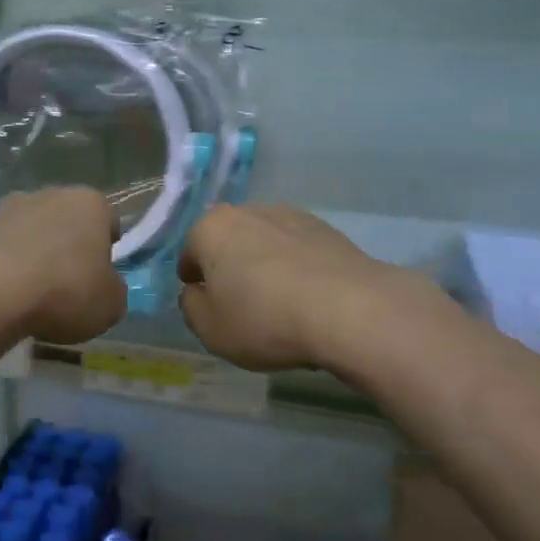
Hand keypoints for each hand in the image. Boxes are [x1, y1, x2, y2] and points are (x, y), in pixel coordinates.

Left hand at [0, 188, 127, 345]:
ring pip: (24, 223)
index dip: (106, 248)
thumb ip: (113, 289)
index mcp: (90, 205)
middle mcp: (49, 195)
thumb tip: (104, 285)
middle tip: (64, 282)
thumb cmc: (64, 293)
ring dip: (27, 244)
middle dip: (65, 241)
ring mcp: (5, 207)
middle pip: (65, 217)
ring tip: (24, 284)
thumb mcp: (110, 305)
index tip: (99, 275)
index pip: (108, 219)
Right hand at [177, 205, 414, 371]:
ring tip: (277, 302)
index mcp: (211, 228)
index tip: (204, 302)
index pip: (189, 252)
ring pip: (264, 242)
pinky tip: (306, 297)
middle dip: (229, 266)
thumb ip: (191, 307)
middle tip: (239, 302)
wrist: (349, 309)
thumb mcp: (210, 329)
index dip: (193, 280)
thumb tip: (196, 292)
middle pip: (228, 240)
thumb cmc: (264, 319)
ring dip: (264, 264)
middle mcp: (248, 211)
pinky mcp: (327, 229)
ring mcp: (291, 216)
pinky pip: (298, 250)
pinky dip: (296, 268)